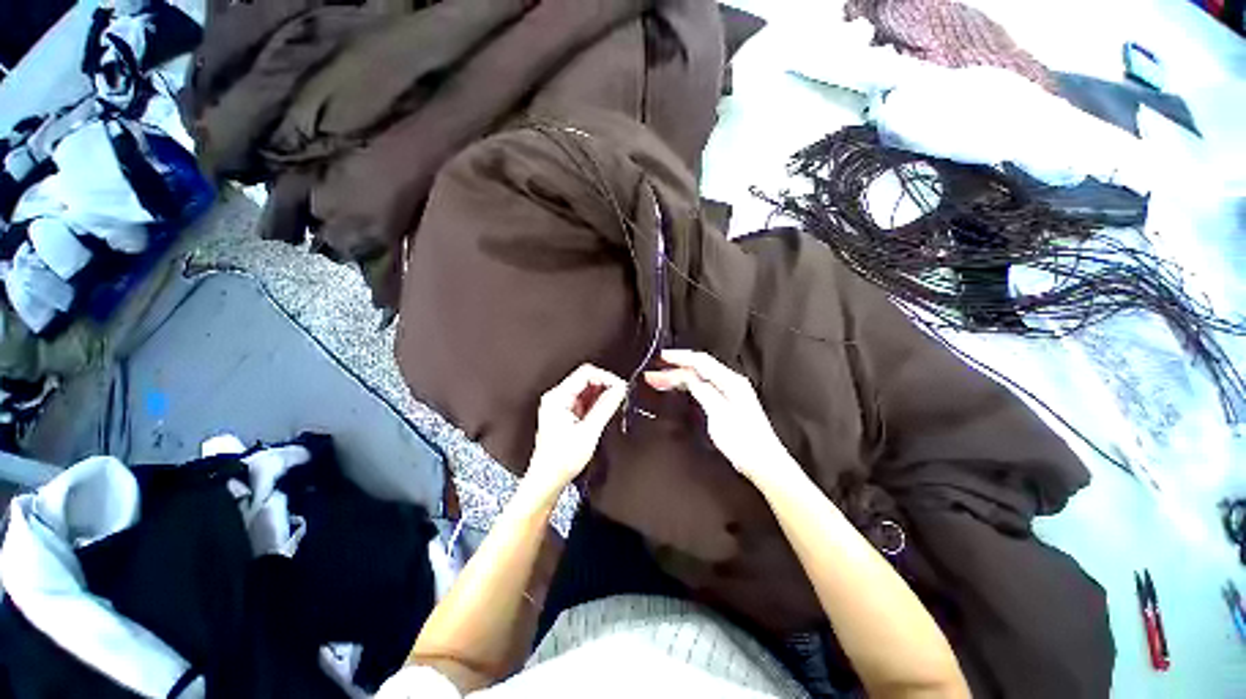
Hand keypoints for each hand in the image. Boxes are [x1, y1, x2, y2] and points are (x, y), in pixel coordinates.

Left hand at [526, 364, 626, 493]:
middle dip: (606, 384)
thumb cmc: (560, 461)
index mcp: (557, 398)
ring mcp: (561, 405)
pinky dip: (597, 402)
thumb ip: (605, 407)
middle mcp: (557, 397)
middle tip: (621, 394)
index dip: (606, 377)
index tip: (620, 386)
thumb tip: (619, 390)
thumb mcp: (589, 432)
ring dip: (602, 393)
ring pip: (586, 389)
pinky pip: (584, 400)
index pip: (585, 373)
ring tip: (615, 404)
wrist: (547, 480)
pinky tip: (605, 411)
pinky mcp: (565, 413)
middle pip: (586, 378)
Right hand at [645, 350, 796, 487]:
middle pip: (699, 369)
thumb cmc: (743, 441)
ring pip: (699, 378)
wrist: (764, 463)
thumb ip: (703, 392)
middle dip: (674, 369)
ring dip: (679, 377)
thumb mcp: (719, 414)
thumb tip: (688, 377)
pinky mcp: (728, 403)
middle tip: (653, 375)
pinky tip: (679, 388)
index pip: (701, 361)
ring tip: (659, 380)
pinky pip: (703, 387)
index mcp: (731, 381)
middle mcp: (731, 382)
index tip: (661, 356)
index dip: (680, 357)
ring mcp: (730, 392)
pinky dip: (688, 385)